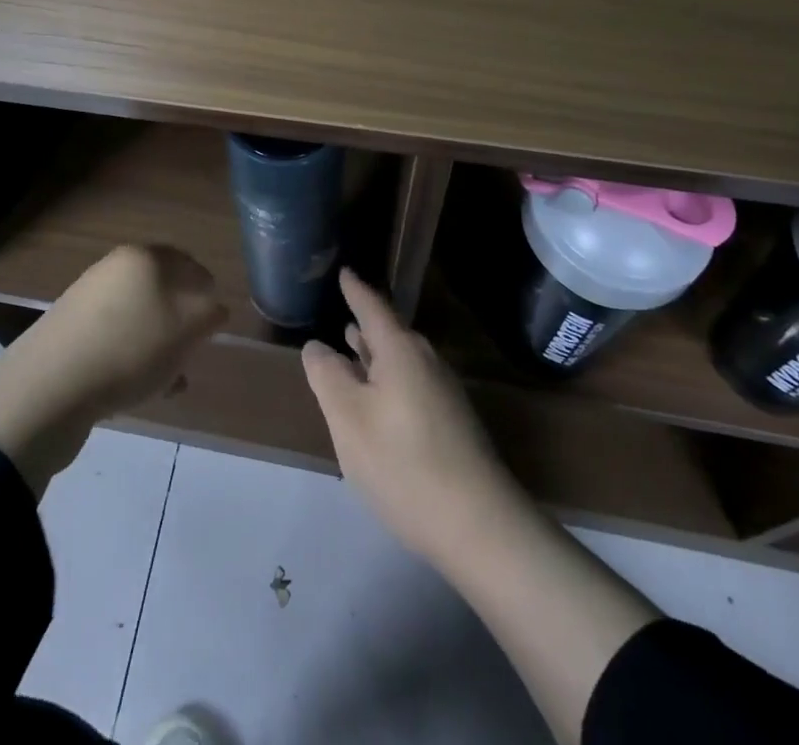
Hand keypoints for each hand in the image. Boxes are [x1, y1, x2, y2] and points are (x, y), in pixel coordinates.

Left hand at [34, 243, 228, 415]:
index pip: (190, 264)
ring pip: (140, 319)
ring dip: (159, 345)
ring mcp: (88, 301)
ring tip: (170, 379)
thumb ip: (210, 312)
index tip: (215, 326)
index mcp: (144, 257)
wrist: (50, 387)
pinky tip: (141, 391)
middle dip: (182, 322)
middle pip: (163, 291)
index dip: (208, 293)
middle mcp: (114, 269)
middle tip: (193, 351)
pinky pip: (116, 342)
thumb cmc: (130, 348)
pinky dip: (133, 360)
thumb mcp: (187, 327)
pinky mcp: (71, 334)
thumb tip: (214, 307)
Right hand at [302, 269, 529, 564]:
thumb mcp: (349, 419)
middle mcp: (426, 362)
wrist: (481, 527)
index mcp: (401, 351)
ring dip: (376, 353)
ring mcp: (444, 393)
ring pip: (401, 360)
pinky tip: (378, 399)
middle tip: (343, 309)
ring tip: (353, 347)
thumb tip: (317, 346)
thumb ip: (328, 376)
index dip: (355, 290)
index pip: (372, 307)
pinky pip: (411, 383)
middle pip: (390, 333)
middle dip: (365, 323)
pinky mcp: (452, 423)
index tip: (344, 272)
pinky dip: (388, 378)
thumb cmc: (404, 464)